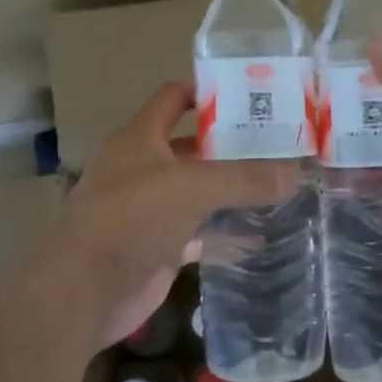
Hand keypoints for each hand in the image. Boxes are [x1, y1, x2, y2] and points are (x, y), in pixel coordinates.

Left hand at [59, 81, 299, 348]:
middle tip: (281, 141)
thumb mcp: (192, 187)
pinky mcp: (161, 245)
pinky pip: (202, 230)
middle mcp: (144, 167)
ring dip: (233, 187)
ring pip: (200, 189)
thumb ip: (244, 178)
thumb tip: (296, 172)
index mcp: (140, 137)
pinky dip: (227, 229)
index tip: (252, 92)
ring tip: (280, 180)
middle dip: (232, 143)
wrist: (85, 290)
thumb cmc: (131, 218)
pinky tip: (261, 229)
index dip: (208, 90)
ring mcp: (152, 208)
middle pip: (194, 145)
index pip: (174, 98)